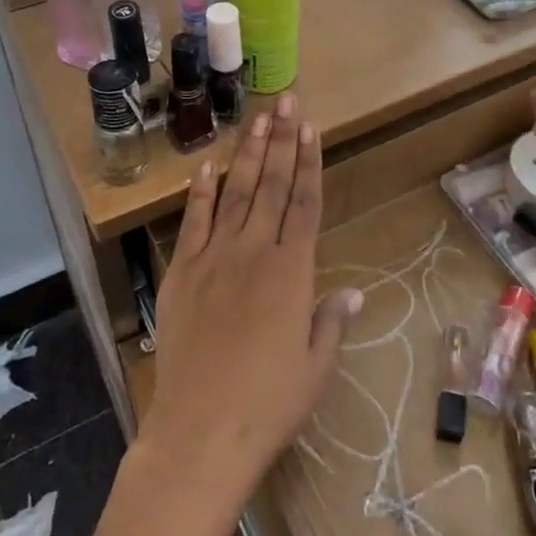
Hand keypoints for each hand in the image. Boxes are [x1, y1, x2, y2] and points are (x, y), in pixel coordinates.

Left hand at [137, 94, 362, 513]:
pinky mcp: (181, 273)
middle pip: (272, 186)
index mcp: (292, 272)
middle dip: (281, 141)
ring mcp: (213, 259)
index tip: (310, 127)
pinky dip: (200, 192)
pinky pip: (193, 223)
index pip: (305, 202)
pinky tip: (206, 167)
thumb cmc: (268, 405)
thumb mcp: (315, 368)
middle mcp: (254, 253)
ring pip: (235, 194)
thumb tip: (355, 294)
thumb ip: (331, 322)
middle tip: (286, 102)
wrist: (200, 433)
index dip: (309, 162)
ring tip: (257, 119)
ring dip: (248, 154)